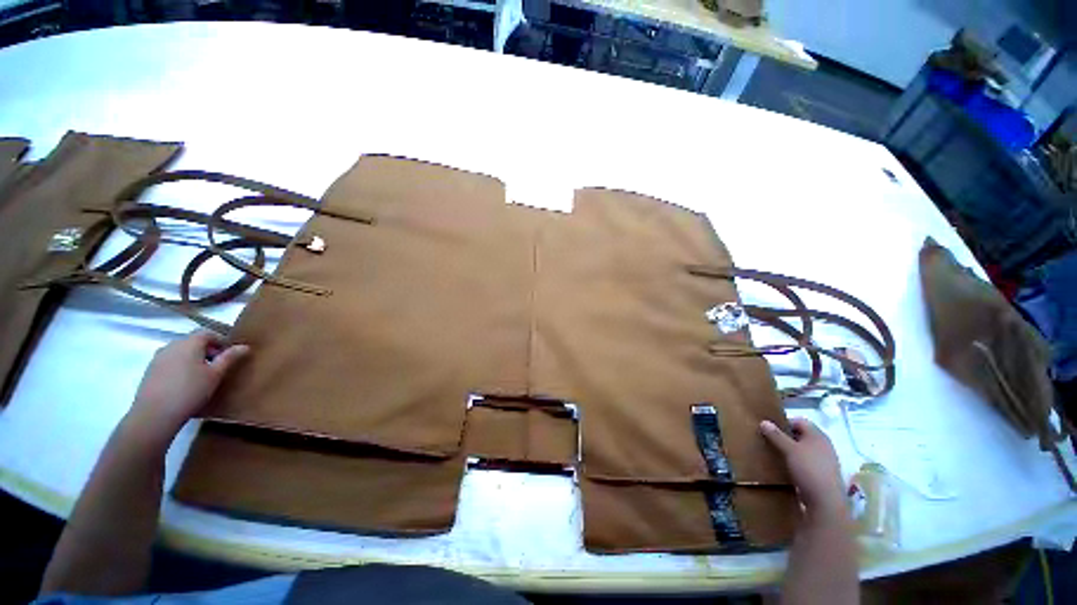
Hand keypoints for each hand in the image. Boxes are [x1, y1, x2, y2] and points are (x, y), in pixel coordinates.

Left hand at [125, 332, 249, 442]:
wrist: (156, 411)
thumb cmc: (189, 392)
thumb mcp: (213, 378)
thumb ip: (228, 361)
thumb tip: (245, 347)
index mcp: (192, 341)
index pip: (209, 333)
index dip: (220, 342)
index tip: (228, 356)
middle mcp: (176, 341)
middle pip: (193, 343)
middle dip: (204, 354)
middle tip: (214, 373)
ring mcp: (161, 354)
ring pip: (180, 354)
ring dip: (189, 363)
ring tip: (196, 384)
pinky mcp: (152, 368)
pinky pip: (169, 365)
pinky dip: (177, 372)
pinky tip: (179, 390)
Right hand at [760, 418, 845, 517]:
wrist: (824, 496)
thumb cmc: (808, 468)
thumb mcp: (790, 451)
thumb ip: (778, 437)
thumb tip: (764, 422)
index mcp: (816, 433)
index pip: (799, 421)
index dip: (784, 424)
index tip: (770, 432)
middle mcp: (822, 443)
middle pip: (803, 436)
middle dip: (787, 440)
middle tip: (771, 447)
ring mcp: (824, 458)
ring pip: (805, 451)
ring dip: (792, 455)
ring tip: (778, 462)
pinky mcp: (822, 473)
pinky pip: (807, 465)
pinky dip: (798, 466)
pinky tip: (790, 475)